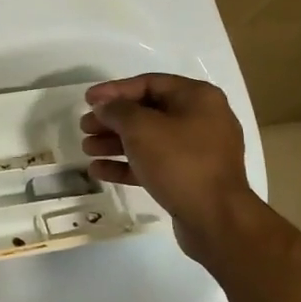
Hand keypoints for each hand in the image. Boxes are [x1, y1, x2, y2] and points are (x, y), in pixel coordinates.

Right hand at [81, 73, 251, 260]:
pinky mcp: (190, 178)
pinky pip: (154, 163)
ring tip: (87, 149)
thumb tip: (105, 107)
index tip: (87, 100)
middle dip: (112, 120)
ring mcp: (198, 151)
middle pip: (147, 112)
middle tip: (84, 127)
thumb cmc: (179, 162)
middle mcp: (201, 119)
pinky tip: (99, 171)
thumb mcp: (141, 128)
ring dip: (115, 143)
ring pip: (149, 140)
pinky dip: (128, 164)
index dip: (114, 90)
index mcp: (197, 97)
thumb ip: (117, 111)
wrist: (216, 218)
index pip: (149, 83)